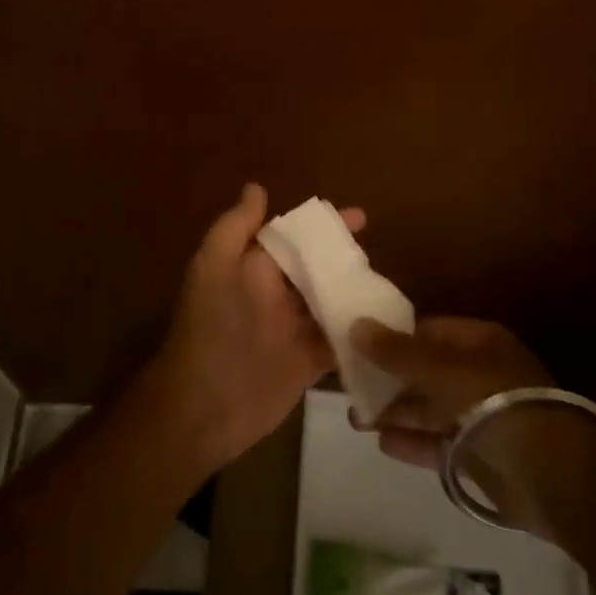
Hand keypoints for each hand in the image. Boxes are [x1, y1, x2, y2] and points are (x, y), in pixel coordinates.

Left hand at [149, 184, 364, 470]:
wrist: (204, 407)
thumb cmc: (211, 330)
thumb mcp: (214, 268)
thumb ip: (235, 228)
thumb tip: (256, 187)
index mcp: (254, 269)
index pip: (294, 238)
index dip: (324, 227)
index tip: (360, 218)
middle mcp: (276, 295)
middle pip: (317, 270)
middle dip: (346, 259)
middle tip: (383, 253)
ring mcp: (294, 331)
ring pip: (331, 303)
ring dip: (355, 294)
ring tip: (391, 285)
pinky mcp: (308, 364)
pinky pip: (338, 343)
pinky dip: (358, 335)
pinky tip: (388, 327)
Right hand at [350, 316, 554, 469]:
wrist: (549, 474)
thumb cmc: (493, 403)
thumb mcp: (440, 369)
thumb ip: (396, 351)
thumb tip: (356, 324)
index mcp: (478, 343)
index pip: (428, 331)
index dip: (394, 336)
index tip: (358, 346)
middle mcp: (479, 374)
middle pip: (426, 371)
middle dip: (389, 379)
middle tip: (351, 387)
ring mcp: (480, 416)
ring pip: (430, 409)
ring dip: (395, 412)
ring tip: (357, 419)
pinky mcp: (478, 455)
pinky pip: (438, 443)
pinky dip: (412, 442)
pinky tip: (383, 442)